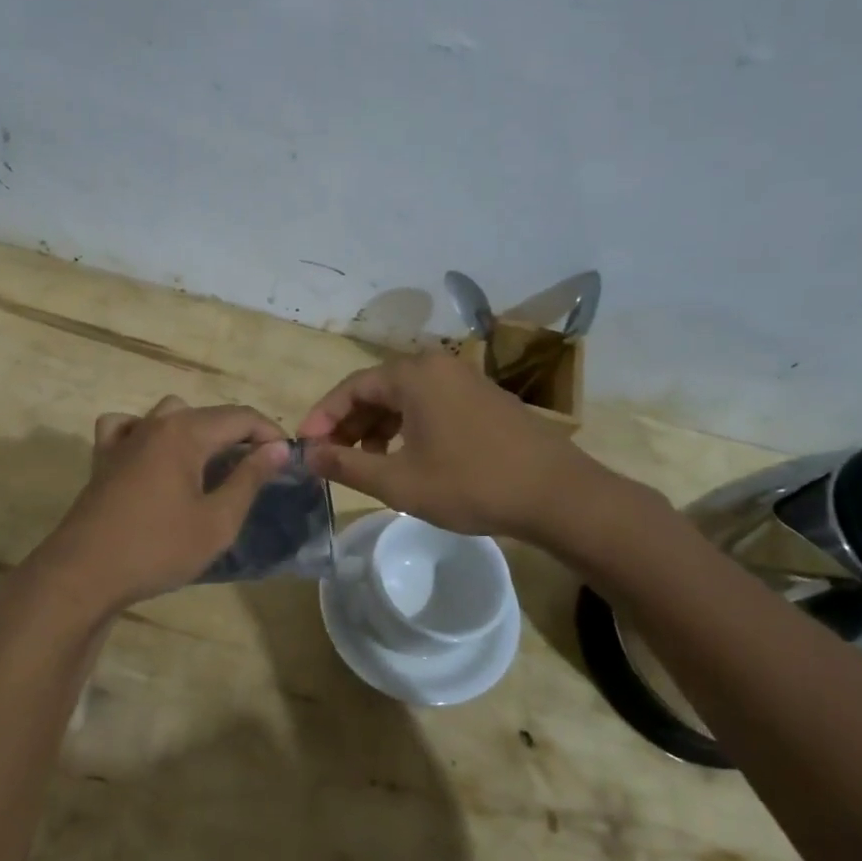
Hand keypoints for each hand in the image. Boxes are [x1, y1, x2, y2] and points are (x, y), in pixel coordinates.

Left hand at [27, 396, 290, 612]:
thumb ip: (249, 479)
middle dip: (239, 434)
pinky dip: (147, 432)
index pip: (240, 416)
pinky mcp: (103, 458)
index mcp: (185, 432)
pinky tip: (153, 456)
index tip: (288, 458)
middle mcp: (154, 423)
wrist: (84, 574)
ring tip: (210, 463)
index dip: (270, 433)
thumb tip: (278, 448)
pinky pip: (128, 427)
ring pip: (169, 414)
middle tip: (258, 469)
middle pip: (208, 414)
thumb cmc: (158, 548)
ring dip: (196, 430)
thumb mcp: (217, 521)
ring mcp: (124, 438)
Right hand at [299, 351, 623, 540]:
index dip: (322, 417)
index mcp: (414, 375)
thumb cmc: (470, 484)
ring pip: (404, 399)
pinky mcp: (483, 398)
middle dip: (349, 424)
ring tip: (366, 464)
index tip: (305, 447)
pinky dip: (407, 428)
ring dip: (377, 428)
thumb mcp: (398, 482)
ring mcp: (464, 380)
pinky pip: (430, 405)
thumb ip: (346, 465)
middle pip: (377, 389)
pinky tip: (405, 458)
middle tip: (331, 458)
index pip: (351, 387)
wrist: (556, 494)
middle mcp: (437, 366)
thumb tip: (307, 455)